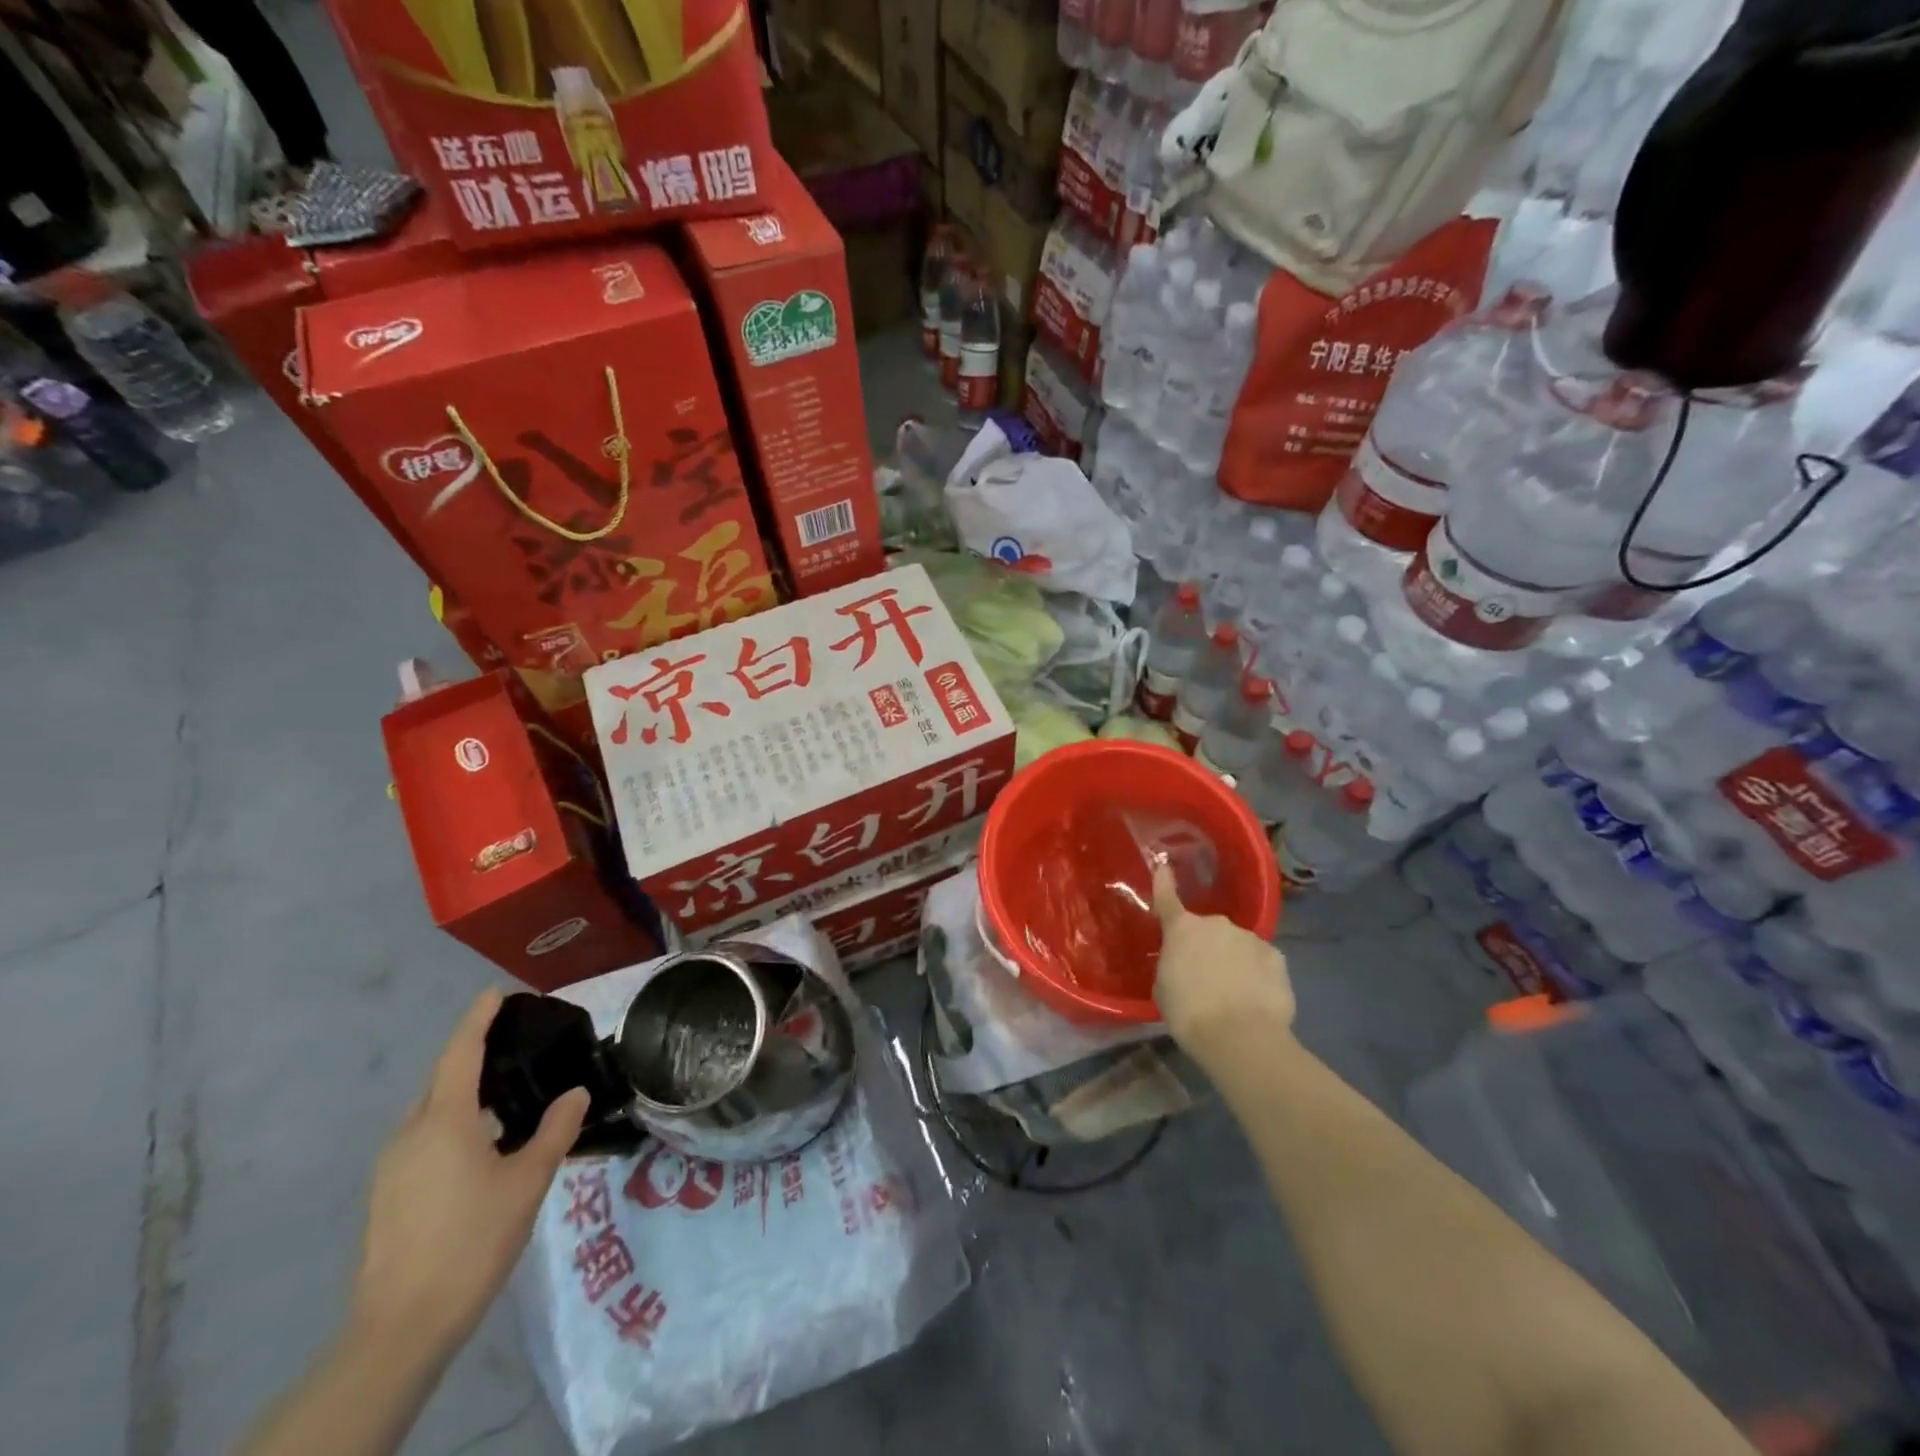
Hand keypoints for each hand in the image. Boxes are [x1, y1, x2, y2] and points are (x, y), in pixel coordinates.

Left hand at [350, 989, 589, 1361]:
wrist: (402, 1327)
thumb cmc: (472, 1239)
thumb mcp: (528, 1180)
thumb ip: (556, 1129)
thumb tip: (576, 1093)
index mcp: (443, 1121)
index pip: (460, 1053)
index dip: (478, 1019)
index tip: (496, 992)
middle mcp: (410, 1135)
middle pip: (442, 1081)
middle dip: (474, 1058)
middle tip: (517, 1049)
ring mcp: (392, 1168)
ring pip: (432, 1114)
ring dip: (466, 1097)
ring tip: (509, 1100)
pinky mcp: (388, 1197)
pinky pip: (425, 1141)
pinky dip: (455, 1128)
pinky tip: (485, 1149)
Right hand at [1152, 863, 1294, 1053]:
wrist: (1240, 1037)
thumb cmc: (1189, 1013)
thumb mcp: (1163, 988)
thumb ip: (1172, 965)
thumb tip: (1182, 963)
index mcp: (1182, 929)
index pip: (1167, 898)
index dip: (1164, 881)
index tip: (1163, 865)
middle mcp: (1217, 924)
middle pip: (1208, 930)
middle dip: (1206, 947)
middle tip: (1204, 978)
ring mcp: (1250, 937)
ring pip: (1237, 945)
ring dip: (1234, 961)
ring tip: (1234, 995)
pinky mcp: (1277, 957)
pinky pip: (1262, 961)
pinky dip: (1258, 974)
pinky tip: (1256, 998)